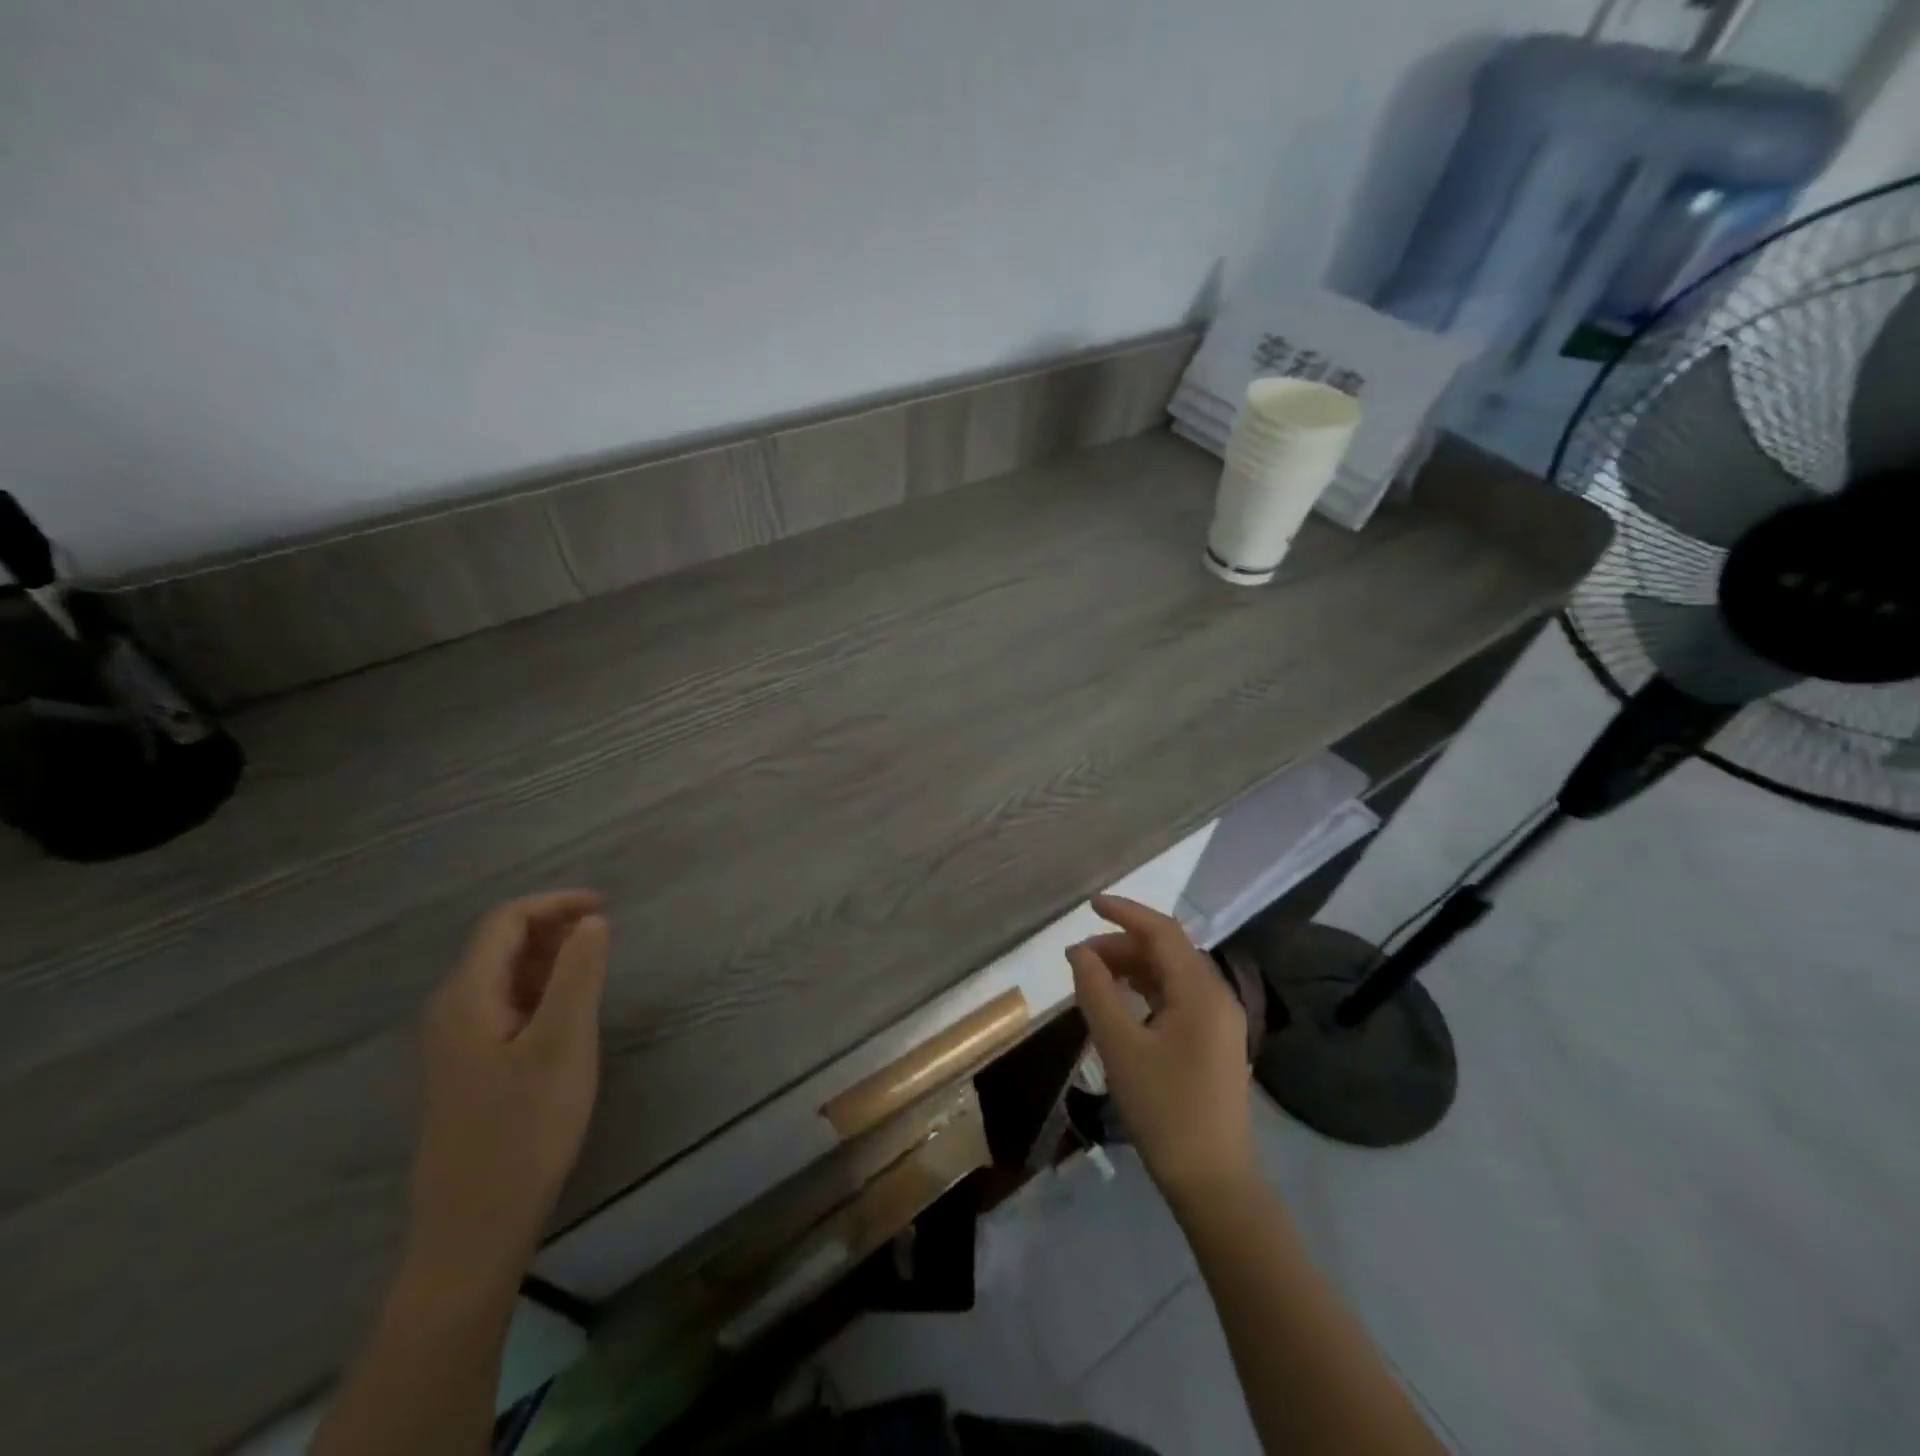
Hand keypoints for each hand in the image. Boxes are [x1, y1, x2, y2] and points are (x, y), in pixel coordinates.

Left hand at [408, 890, 611, 1282]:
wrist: (476, 1226)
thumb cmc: (524, 1128)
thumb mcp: (563, 1043)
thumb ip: (579, 974)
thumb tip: (592, 921)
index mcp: (467, 997)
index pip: (506, 921)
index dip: (556, 904)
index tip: (606, 909)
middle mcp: (453, 1011)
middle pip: (501, 944)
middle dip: (555, 928)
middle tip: (608, 937)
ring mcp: (458, 1042)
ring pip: (505, 976)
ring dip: (551, 958)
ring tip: (598, 966)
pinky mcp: (471, 1068)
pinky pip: (507, 1006)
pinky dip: (542, 989)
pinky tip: (570, 1010)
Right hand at [1068, 895, 1255, 1208]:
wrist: (1213, 1182)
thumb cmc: (1164, 1110)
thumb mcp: (1120, 1047)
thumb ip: (1096, 991)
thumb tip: (1080, 952)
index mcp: (1202, 992)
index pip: (1163, 932)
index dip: (1125, 912)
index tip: (1089, 905)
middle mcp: (1217, 997)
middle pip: (1168, 951)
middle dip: (1123, 944)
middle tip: (1080, 958)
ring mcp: (1220, 1021)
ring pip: (1172, 974)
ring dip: (1133, 967)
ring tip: (1093, 977)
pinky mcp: (1214, 1042)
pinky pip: (1178, 998)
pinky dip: (1146, 990)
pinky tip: (1120, 1004)